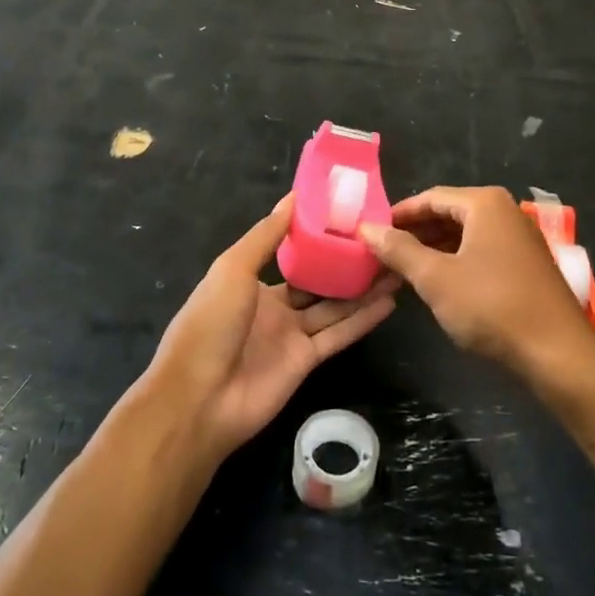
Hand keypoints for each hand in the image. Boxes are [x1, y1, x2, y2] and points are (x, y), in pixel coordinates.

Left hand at [148, 196, 398, 457]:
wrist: (198, 398)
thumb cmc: (209, 322)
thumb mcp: (233, 269)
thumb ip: (266, 235)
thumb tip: (294, 197)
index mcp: (251, 281)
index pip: (291, 255)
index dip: (318, 238)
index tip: (349, 217)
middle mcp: (274, 307)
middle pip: (318, 281)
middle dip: (346, 264)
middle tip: (382, 242)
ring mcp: (291, 335)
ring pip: (335, 306)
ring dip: (363, 289)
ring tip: (396, 266)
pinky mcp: (307, 361)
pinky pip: (339, 334)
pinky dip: (363, 319)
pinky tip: (390, 301)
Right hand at [359, 187, 590, 372]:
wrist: (557, 352)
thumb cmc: (491, 306)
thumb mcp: (435, 278)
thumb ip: (398, 250)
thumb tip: (365, 228)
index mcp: (484, 204)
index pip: (430, 197)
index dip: (398, 214)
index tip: (372, 232)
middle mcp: (505, 212)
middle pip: (449, 213)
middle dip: (415, 232)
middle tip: (383, 253)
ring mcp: (519, 238)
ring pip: (465, 235)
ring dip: (434, 249)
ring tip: (403, 270)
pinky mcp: (526, 264)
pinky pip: (481, 251)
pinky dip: (456, 261)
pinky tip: (438, 283)